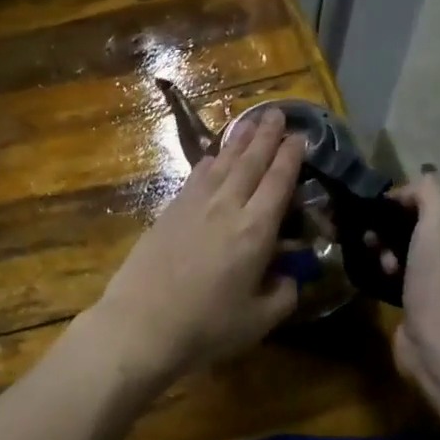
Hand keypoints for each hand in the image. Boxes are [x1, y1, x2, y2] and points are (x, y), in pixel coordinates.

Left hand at [89, 108, 305, 383]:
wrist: (141, 324)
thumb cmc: (206, 327)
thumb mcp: (258, 320)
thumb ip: (283, 294)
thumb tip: (289, 276)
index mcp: (255, 231)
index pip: (278, 183)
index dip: (290, 158)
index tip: (299, 137)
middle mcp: (226, 208)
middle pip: (250, 163)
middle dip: (265, 136)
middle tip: (277, 113)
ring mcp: (193, 206)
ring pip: (221, 164)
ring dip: (238, 140)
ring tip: (250, 121)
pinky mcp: (168, 212)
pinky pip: (196, 177)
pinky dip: (209, 161)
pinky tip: (213, 156)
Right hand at [384, 175, 439, 391]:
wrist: (436, 335)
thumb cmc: (438, 274)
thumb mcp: (438, 220)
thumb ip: (426, 192)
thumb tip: (406, 188)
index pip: (427, 200)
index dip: (400, 199)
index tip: (375, 207)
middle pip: (409, 224)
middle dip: (385, 225)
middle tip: (368, 234)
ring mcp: (434, 276)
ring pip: (397, 248)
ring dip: (379, 248)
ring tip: (372, 257)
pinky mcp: (414, 298)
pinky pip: (391, 272)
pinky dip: (379, 269)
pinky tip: (370, 273)